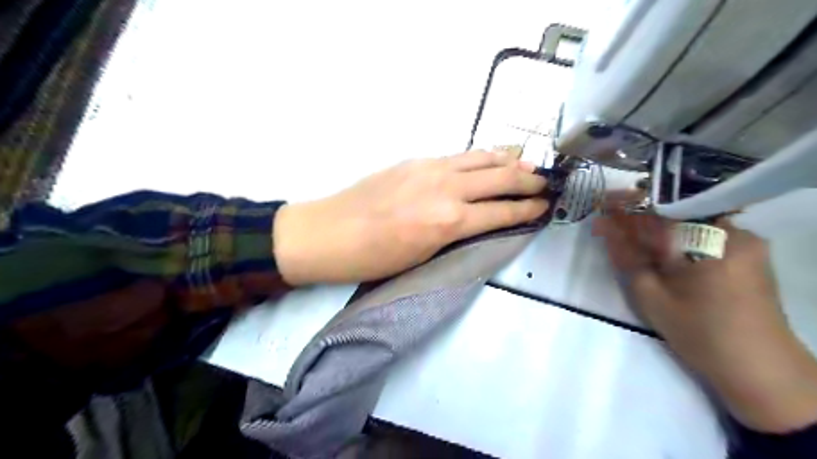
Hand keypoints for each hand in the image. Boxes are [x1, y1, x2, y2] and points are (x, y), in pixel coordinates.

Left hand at [274, 151, 548, 284]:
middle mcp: (446, 187)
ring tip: (527, 163)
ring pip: (480, 158)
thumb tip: (479, 221)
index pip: (501, 211)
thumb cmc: (374, 257)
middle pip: (499, 177)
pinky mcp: (415, 160)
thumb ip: (455, 233)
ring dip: (508, 160)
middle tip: (546, 183)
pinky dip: (479, 157)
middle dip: (528, 180)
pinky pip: (458, 156)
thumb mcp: (422, 256)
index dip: (527, 209)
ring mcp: (430, 168)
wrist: (328, 232)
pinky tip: (486, 159)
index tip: (545, 205)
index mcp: (449, 220)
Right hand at [595, 196, 815, 432]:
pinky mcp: (749, 255)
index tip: (603, 204)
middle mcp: (734, 232)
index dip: (628, 205)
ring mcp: (746, 243)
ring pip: (690, 224)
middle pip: (676, 213)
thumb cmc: (701, 334)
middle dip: (641, 217)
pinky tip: (660, 253)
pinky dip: (678, 240)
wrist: (760, 370)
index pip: (661, 210)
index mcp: (712, 242)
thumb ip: (628, 258)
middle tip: (612, 225)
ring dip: (658, 229)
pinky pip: (705, 236)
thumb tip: (607, 228)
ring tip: (631, 240)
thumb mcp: (652, 297)